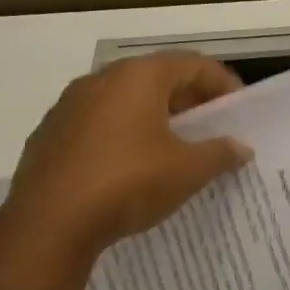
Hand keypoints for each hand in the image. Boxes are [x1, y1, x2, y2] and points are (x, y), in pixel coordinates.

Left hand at [0, 54, 251, 257]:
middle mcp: (101, 80)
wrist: (48, 224)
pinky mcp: (50, 135)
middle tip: (212, 129)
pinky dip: (123, 135)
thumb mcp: (187, 171)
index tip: (239, 110)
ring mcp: (69, 106)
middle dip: (189, 101)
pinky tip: (132, 168)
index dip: (223, 83)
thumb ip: (220, 153)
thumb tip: (241, 147)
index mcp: (138, 77)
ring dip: (155, 118)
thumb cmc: (128, 183)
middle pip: (157, 78)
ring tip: (175, 149)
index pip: (193, 64)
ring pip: (125, 101)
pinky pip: (98, 125)